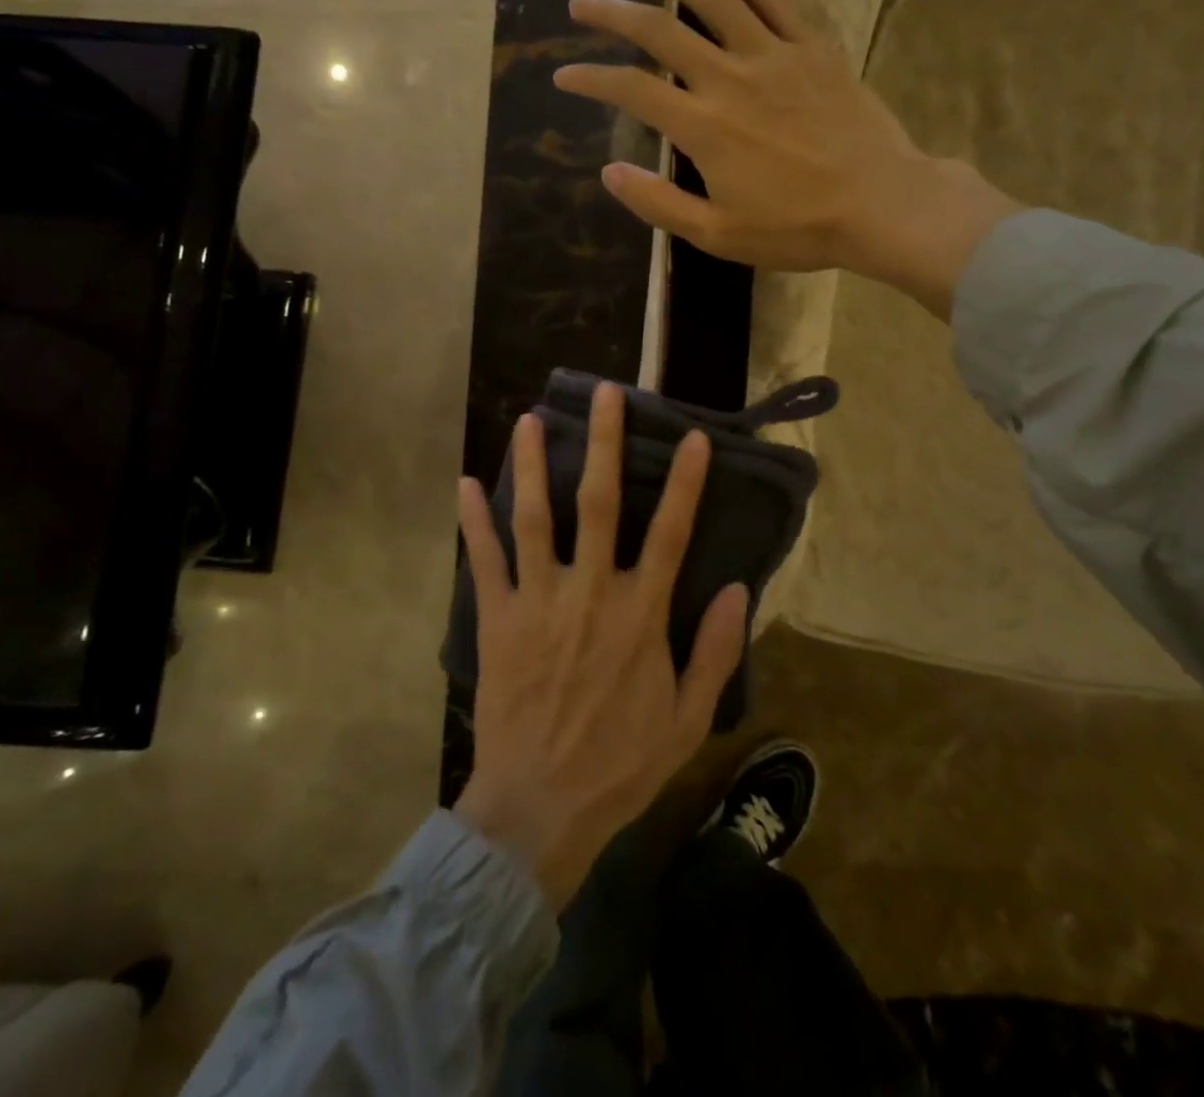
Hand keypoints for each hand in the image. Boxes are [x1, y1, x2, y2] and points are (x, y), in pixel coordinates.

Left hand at [452, 381, 749, 910]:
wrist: (539, 809)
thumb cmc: (620, 764)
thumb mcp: (688, 718)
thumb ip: (716, 651)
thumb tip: (737, 589)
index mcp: (640, 613)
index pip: (669, 532)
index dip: (685, 482)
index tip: (692, 437)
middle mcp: (590, 592)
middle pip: (599, 503)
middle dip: (604, 443)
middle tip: (604, 394)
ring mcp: (538, 602)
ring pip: (535, 518)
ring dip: (533, 466)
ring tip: (529, 420)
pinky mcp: (498, 620)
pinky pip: (485, 561)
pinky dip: (474, 522)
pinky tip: (466, 484)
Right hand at [554, 0, 1021, 319]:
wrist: (880, 204)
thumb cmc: (797, 228)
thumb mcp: (718, 235)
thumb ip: (659, 203)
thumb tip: (608, 174)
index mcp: (703, 128)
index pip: (631, 91)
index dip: (590, 79)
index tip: (563, 75)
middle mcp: (729, 78)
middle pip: (659, 31)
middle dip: (612, 14)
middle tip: (581, 4)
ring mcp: (772, 54)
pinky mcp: (808, 45)